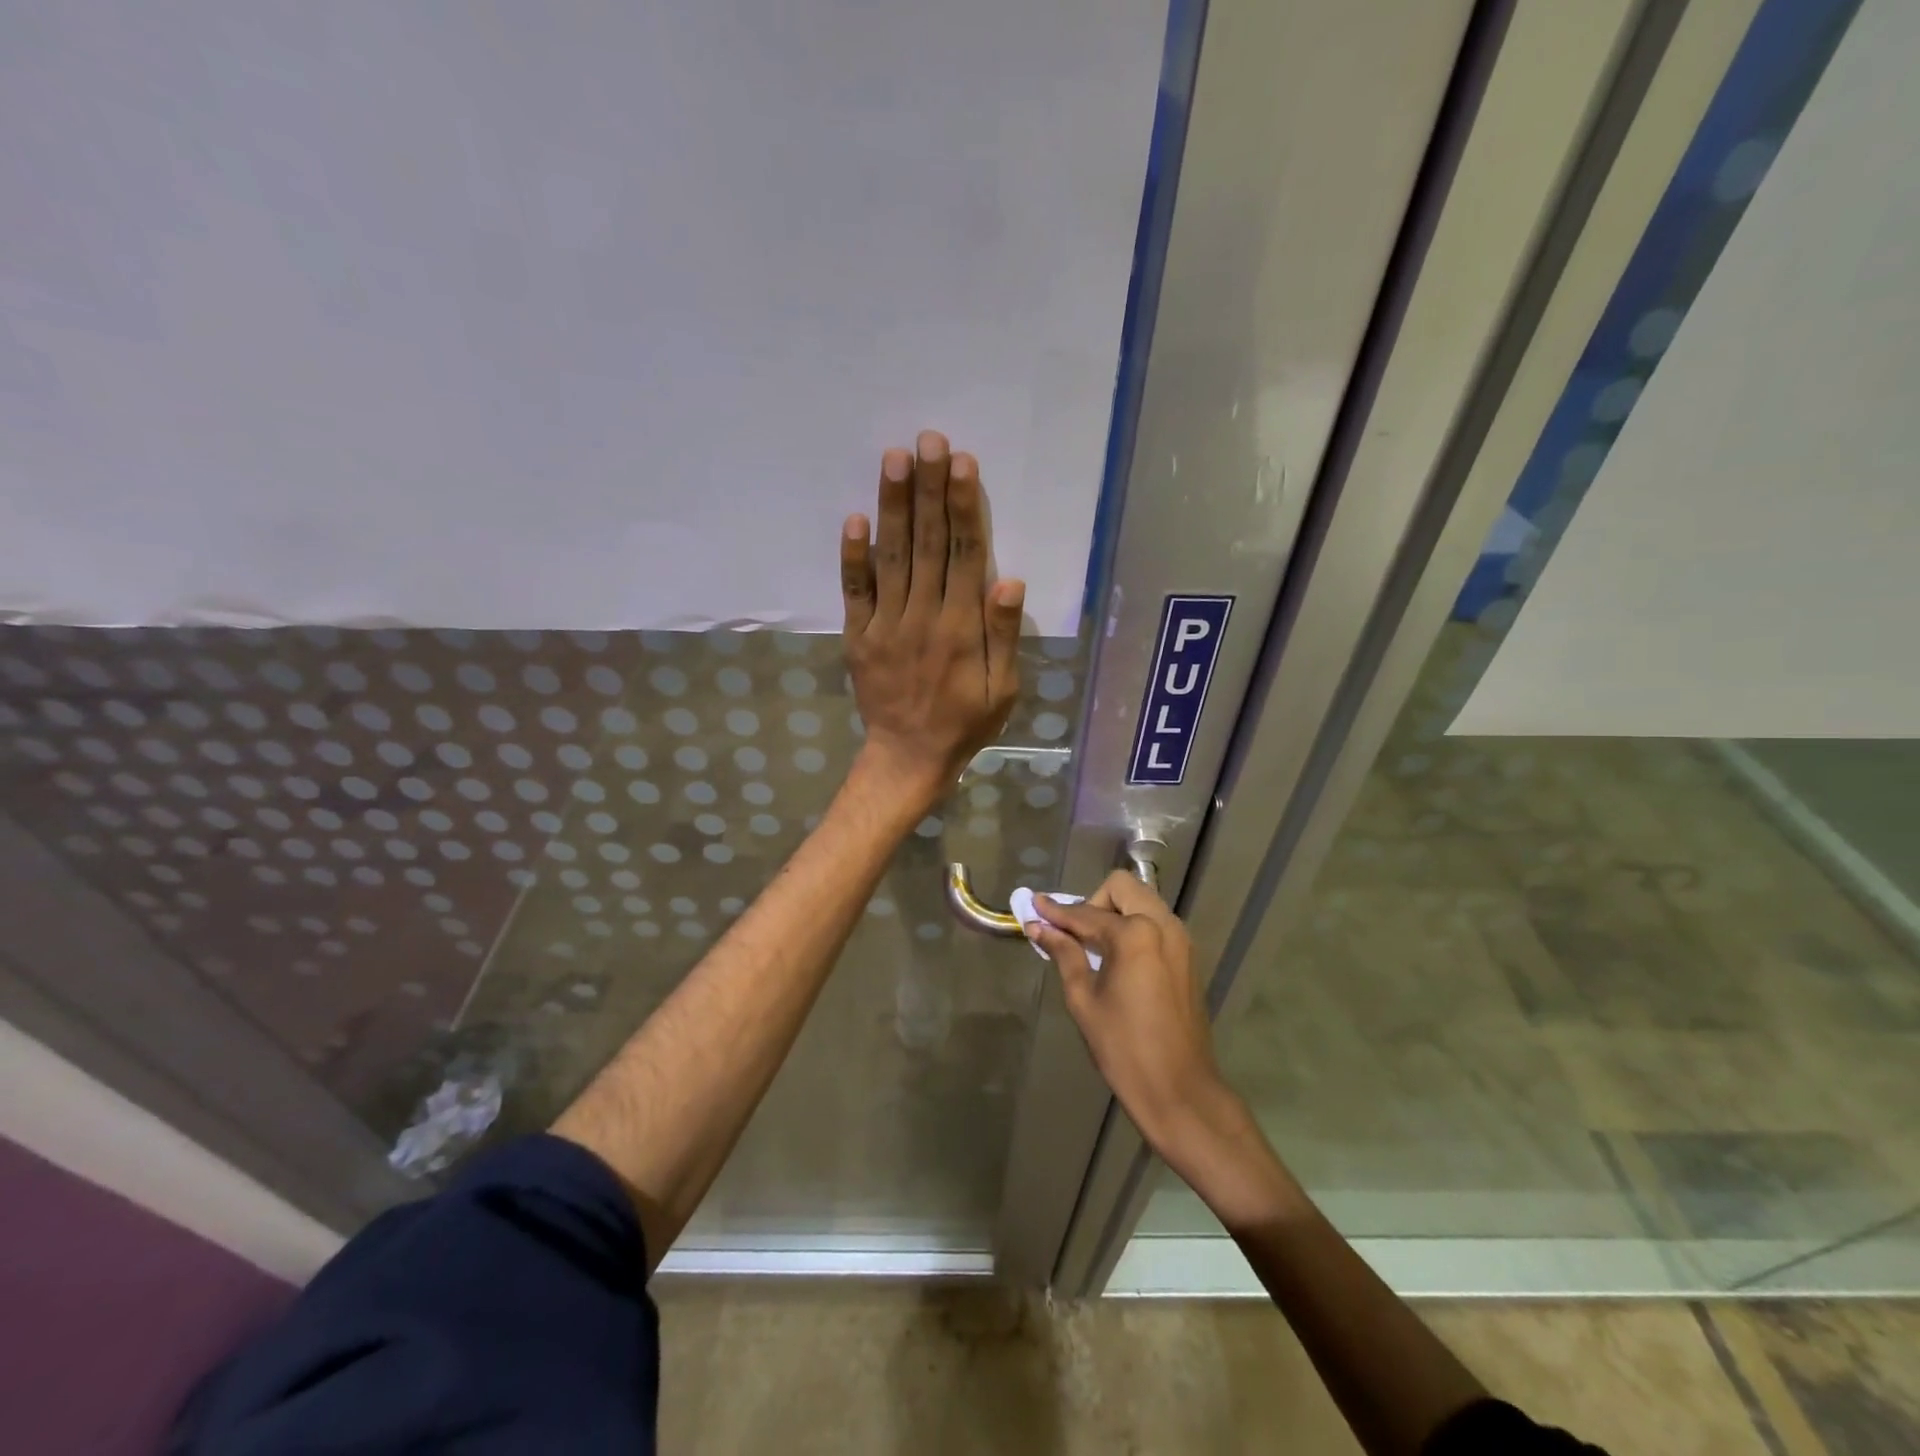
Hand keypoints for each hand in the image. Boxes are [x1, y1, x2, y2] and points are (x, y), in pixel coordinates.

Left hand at [842, 430, 1024, 807]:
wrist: (909, 758)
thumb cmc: (965, 723)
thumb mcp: (1002, 689)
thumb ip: (1003, 635)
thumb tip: (1010, 580)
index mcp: (961, 628)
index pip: (965, 555)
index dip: (964, 507)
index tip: (962, 463)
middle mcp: (923, 617)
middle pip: (927, 543)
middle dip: (928, 489)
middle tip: (927, 440)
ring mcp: (885, 625)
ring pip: (891, 557)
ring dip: (893, 507)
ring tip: (895, 459)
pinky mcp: (858, 637)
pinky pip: (854, 592)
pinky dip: (852, 556)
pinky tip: (854, 518)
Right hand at [1029, 873, 1242, 1162]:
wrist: (1180, 1090)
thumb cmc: (1124, 1048)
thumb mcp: (1084, 999)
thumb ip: (1064, 954)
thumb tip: (1038, 926)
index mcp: (1135, 934)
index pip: (1086, 913)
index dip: (1057, 912)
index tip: (1033, 906)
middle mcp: (1163, 925)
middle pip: (1122, 888)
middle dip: (1093, 902)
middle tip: (1075, 934)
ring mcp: (1180, 939)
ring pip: (1142, 901)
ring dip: (1115, 912)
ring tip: (1093, 946)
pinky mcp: (1188, 956)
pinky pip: (1156, 923)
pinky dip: (1134, 926)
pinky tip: (1118, 957)